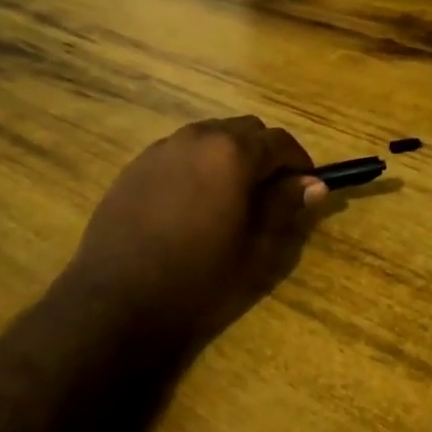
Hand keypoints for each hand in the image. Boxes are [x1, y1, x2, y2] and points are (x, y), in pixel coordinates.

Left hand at [65, 116, 326, 351]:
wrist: (117, 302)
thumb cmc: (199, 278)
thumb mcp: (256, 249)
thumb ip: (286, 207)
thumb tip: (314, 185)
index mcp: (233, 153)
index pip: (280, 141)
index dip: (299, 162)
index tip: (305, 188)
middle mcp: (198, 137)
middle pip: (245, 130)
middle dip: (264, 154)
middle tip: (270, 193)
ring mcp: (163, 148)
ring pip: (210, 136)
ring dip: (230, 155)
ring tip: (231, 197)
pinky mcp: (137, 165)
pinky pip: (180, 152)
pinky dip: (198, 164)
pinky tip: (192, 202)